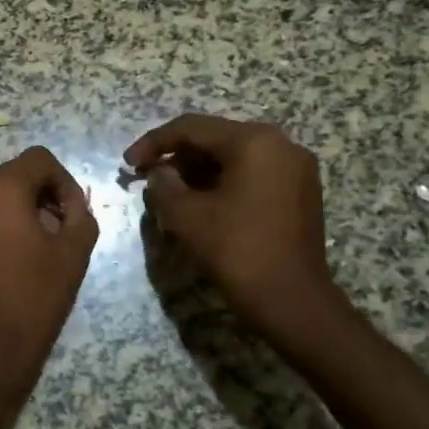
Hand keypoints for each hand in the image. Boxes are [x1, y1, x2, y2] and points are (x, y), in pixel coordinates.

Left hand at [0, 146, 98, 389]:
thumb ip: (80, 216)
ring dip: (21, 211)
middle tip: (61, 234)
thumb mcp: (73, 254)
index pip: (38, 160)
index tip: (73, 216)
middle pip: (14, 175)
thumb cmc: (32, 299)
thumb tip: (71, 206)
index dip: (64, 181)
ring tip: (38, 250)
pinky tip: (13, 259)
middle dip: (42, 197)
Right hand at [124, 115, 338, 338]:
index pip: (192, 128)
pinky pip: (253, 174)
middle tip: (146, 177)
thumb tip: (160, 172)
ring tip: (169, 192)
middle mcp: (280, 145)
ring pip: (234, 156)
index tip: (128, 164)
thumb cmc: (236, 250)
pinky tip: (200, 202)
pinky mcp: (300, 192)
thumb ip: (163, 184)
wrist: (292, 301)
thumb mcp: (185, 215)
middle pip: (215, 138)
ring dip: (198, 170)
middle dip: (177, 156)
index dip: (153, 142)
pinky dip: (222, 181)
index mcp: (253, 141)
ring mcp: (295, 169)